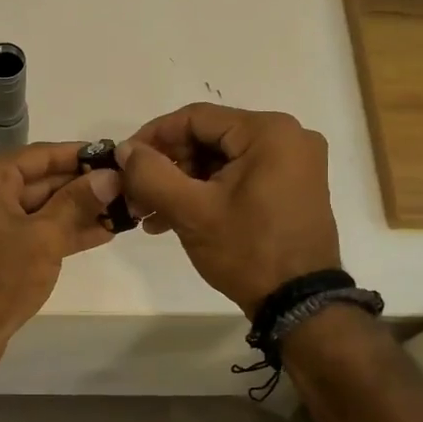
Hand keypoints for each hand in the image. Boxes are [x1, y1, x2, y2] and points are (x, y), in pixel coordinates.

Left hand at [0, 142, 122, 363]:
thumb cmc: (2, 278)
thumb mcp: (46, 237)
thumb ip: (78, 201)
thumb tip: (111, 176)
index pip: (41, 155)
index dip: (82, 155)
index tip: (118, 155)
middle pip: (40, 179)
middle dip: (83, 186)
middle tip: (127, 187)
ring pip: (37, 206)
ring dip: (77, 210)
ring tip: (123, 210)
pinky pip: (28, 227)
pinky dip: (58, 230)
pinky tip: (100, 232)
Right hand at [117, 103, 341, 316]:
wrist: (298, 303)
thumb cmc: (246, 250)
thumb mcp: (191, 210)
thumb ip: (150, 173)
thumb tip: (125, 149)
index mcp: (269, 131)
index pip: (195, 118)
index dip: (152, 137)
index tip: (124, 162)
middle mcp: (288, 137)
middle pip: (208, 139)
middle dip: (166, 167)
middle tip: (136, 195)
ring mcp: (294, 164)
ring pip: (220, 161)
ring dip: (181, 184)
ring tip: (150, 214)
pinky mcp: (291, 188)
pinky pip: (238, 177)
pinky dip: (206, 193)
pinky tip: (174, 219)